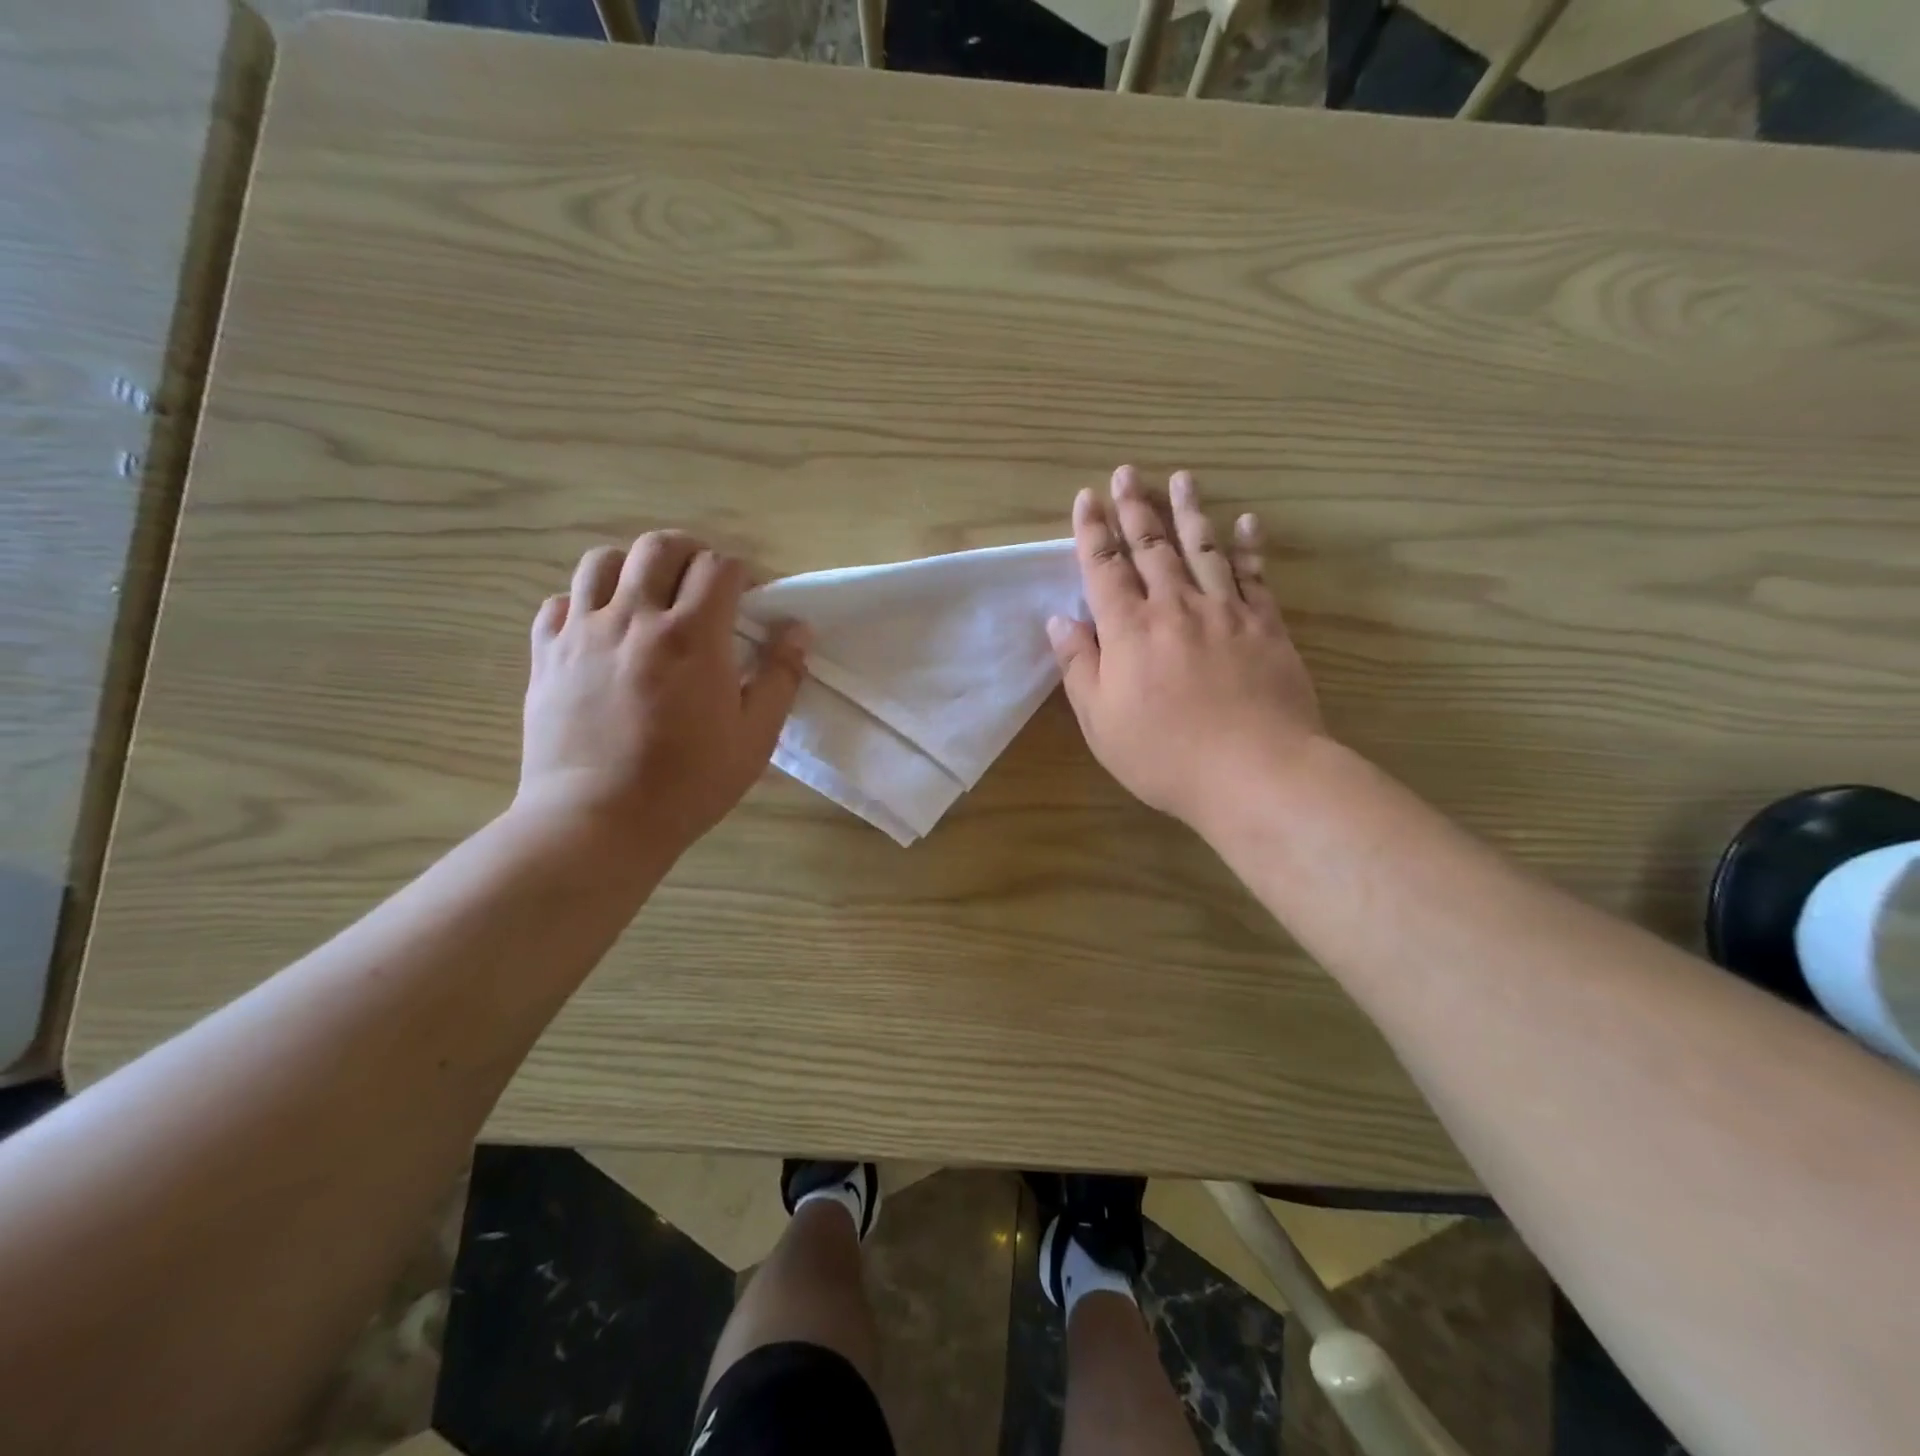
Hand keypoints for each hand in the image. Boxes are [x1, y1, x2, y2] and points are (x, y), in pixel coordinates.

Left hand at [516, 531, 807, 862]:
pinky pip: (560, 602)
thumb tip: (798, 629)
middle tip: (703, 584)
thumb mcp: (755, 737)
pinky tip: (602, 631)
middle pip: (660, 546)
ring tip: (649, 598)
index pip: (719, 566)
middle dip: (690, 553)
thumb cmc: (689, 783)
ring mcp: (583, 632)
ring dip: (635, 568)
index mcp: (693, 636)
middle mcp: (635, 618)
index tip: (748, 599)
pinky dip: (585, 603)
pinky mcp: (546, 654)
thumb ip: (781, 677)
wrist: (598, 821)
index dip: (741, 574)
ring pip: (603, 561)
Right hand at [1048, 467, 1323, 833]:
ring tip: (1182, 477)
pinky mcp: (1266, 626)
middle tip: (1128, 472)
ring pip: (1203, 548)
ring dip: (1189, 511)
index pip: (1104, 568)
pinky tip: (1247, 521)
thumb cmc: (1164, 755)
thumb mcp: (1101, 721)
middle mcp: (1175, 607)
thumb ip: (1078, 666)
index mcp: (1128, 630)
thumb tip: (1060, 620)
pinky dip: (1249, 546)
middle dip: (1136, 508)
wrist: (1254, 772)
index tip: (1087, 498)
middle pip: (1152, 547)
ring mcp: (1225, 612)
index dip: (1092, 532)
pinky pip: (1255, 575)